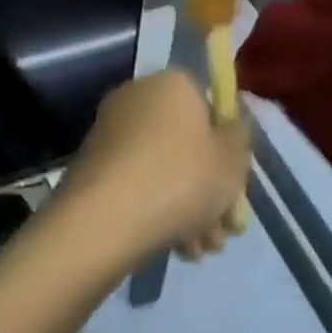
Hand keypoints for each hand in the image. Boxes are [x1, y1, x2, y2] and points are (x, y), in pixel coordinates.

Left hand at [57, 71, 251, 266]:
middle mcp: (137, 97)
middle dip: (210, 188)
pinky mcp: (92, 167)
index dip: (227, 144)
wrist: (106, 218)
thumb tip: (228, 128)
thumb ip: (239, 137)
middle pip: (186, 142)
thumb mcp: (233, 159)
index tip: (237, 181)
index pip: (209, 104)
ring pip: (163, 169)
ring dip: (189, 208)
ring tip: (203, 248)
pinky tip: (178, 248)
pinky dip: (158, 211)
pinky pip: (137, 184)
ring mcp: (110, 132)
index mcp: (172, 83)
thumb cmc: (182, 177)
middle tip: (225, 228)